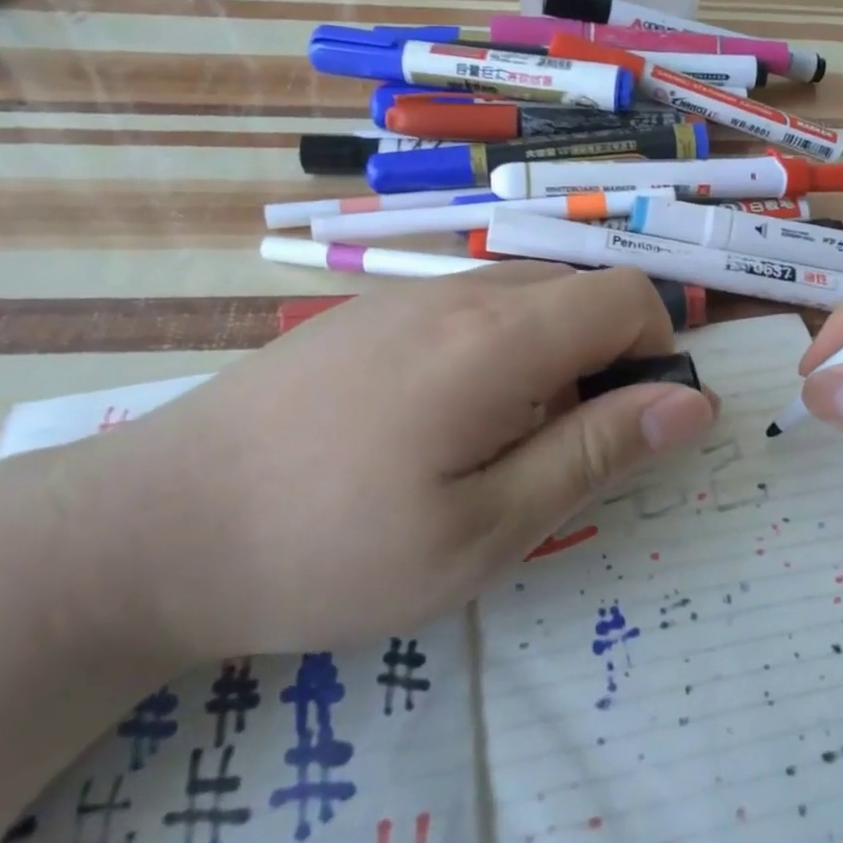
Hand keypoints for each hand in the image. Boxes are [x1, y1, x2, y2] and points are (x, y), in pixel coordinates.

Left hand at [79, 264, 717, 662]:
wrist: (149, 529)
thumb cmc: (329, 549)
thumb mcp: (485, 529)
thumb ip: (596, 453)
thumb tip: (693, 403)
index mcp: (497, 337)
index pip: (628, 298)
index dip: (657, 357)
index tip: (632, 432)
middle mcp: (458, 293)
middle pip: (581, 293)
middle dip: (606, 363)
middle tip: (562, 456)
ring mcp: (406, 297)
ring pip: (527, 300)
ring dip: (552, 362)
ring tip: (499, 450)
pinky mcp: (369, 315)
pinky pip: (472, 312)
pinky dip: (500, 356)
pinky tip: (439, 428)